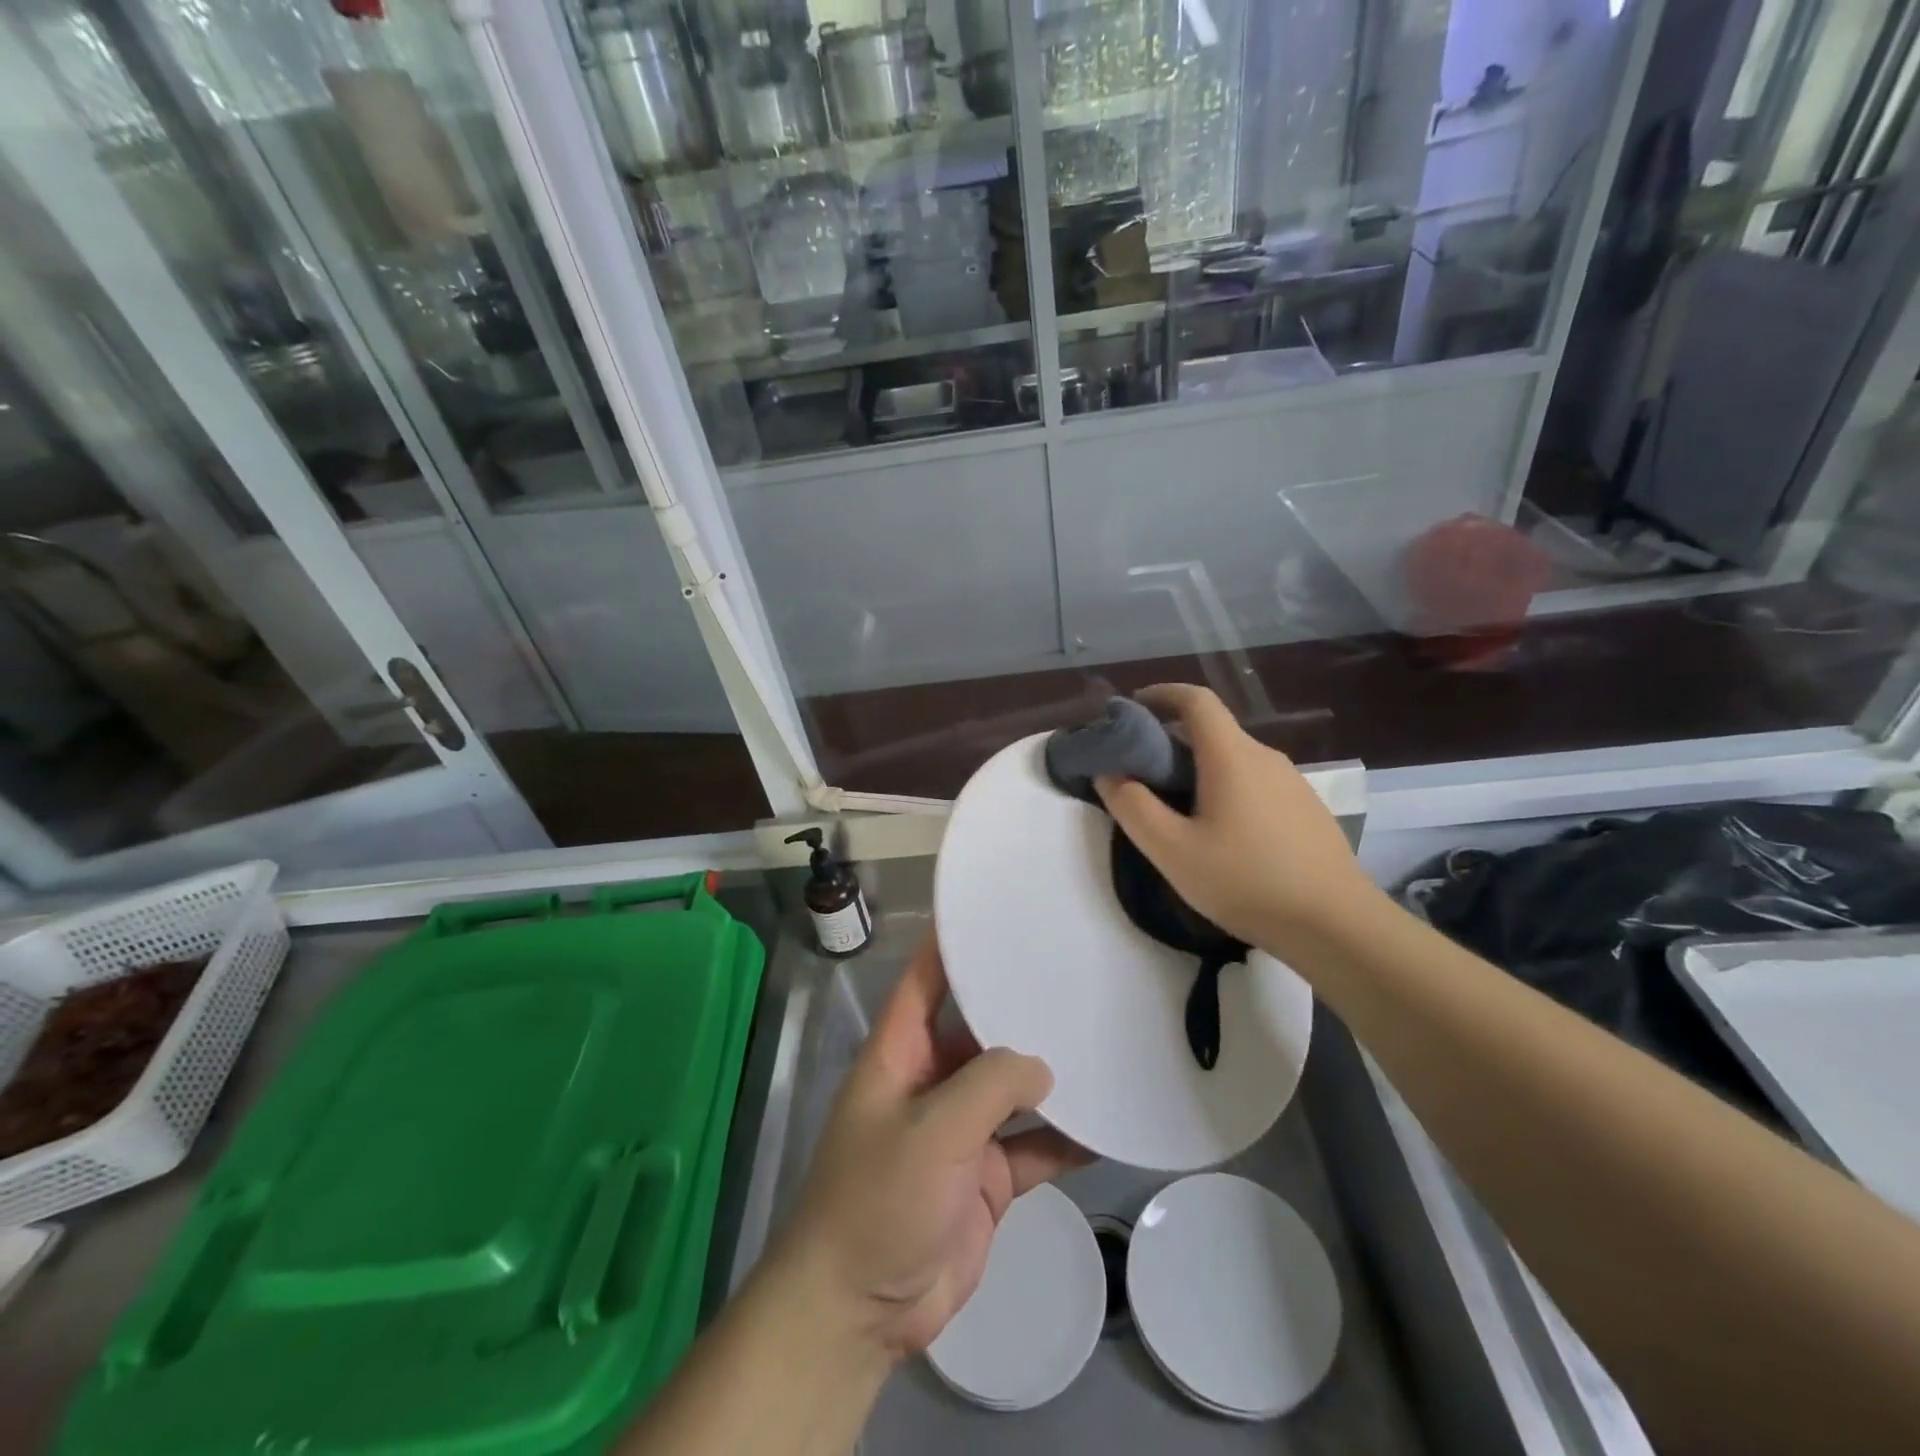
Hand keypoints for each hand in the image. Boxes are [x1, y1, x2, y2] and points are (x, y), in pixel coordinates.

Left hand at [769, 933, 1087, 1361]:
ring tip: (1101, 1037)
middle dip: (1019, 1006)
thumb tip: (1043, 1065)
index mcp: (901, 1052)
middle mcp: (932, 1079)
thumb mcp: (933, 1130)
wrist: (861, 1310)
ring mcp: (962, 1129)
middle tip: (1075, 973)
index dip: (951, 943)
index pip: (926, 980)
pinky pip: (1032, 1144)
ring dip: (1049, 1074)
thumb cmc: (879, 1199)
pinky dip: (1064, 1137)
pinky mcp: (986, 1176)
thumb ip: (990, 1086)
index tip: (994, 911)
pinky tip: (1105, 1122)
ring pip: (1012, 1087)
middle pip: (980, 1029)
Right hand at [1094, 683, 1381, 955]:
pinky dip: (1226, 789)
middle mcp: (1265, 757)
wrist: (1337, 926)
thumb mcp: (1172, 850)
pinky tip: (1220, 835)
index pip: (1196, 700)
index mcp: (1232, 756)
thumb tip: (1109, 773)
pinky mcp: (1306, 809)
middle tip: (1141, 776)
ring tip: (1176, 811)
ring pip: (1234, 760)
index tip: (1133, 708)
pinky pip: (1255, 783)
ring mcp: (1292, 782)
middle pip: (1213, 731)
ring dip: (1199, 770)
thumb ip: (1133, 807)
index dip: (1162, 694)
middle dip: (1171, 741)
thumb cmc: (1246, 881)